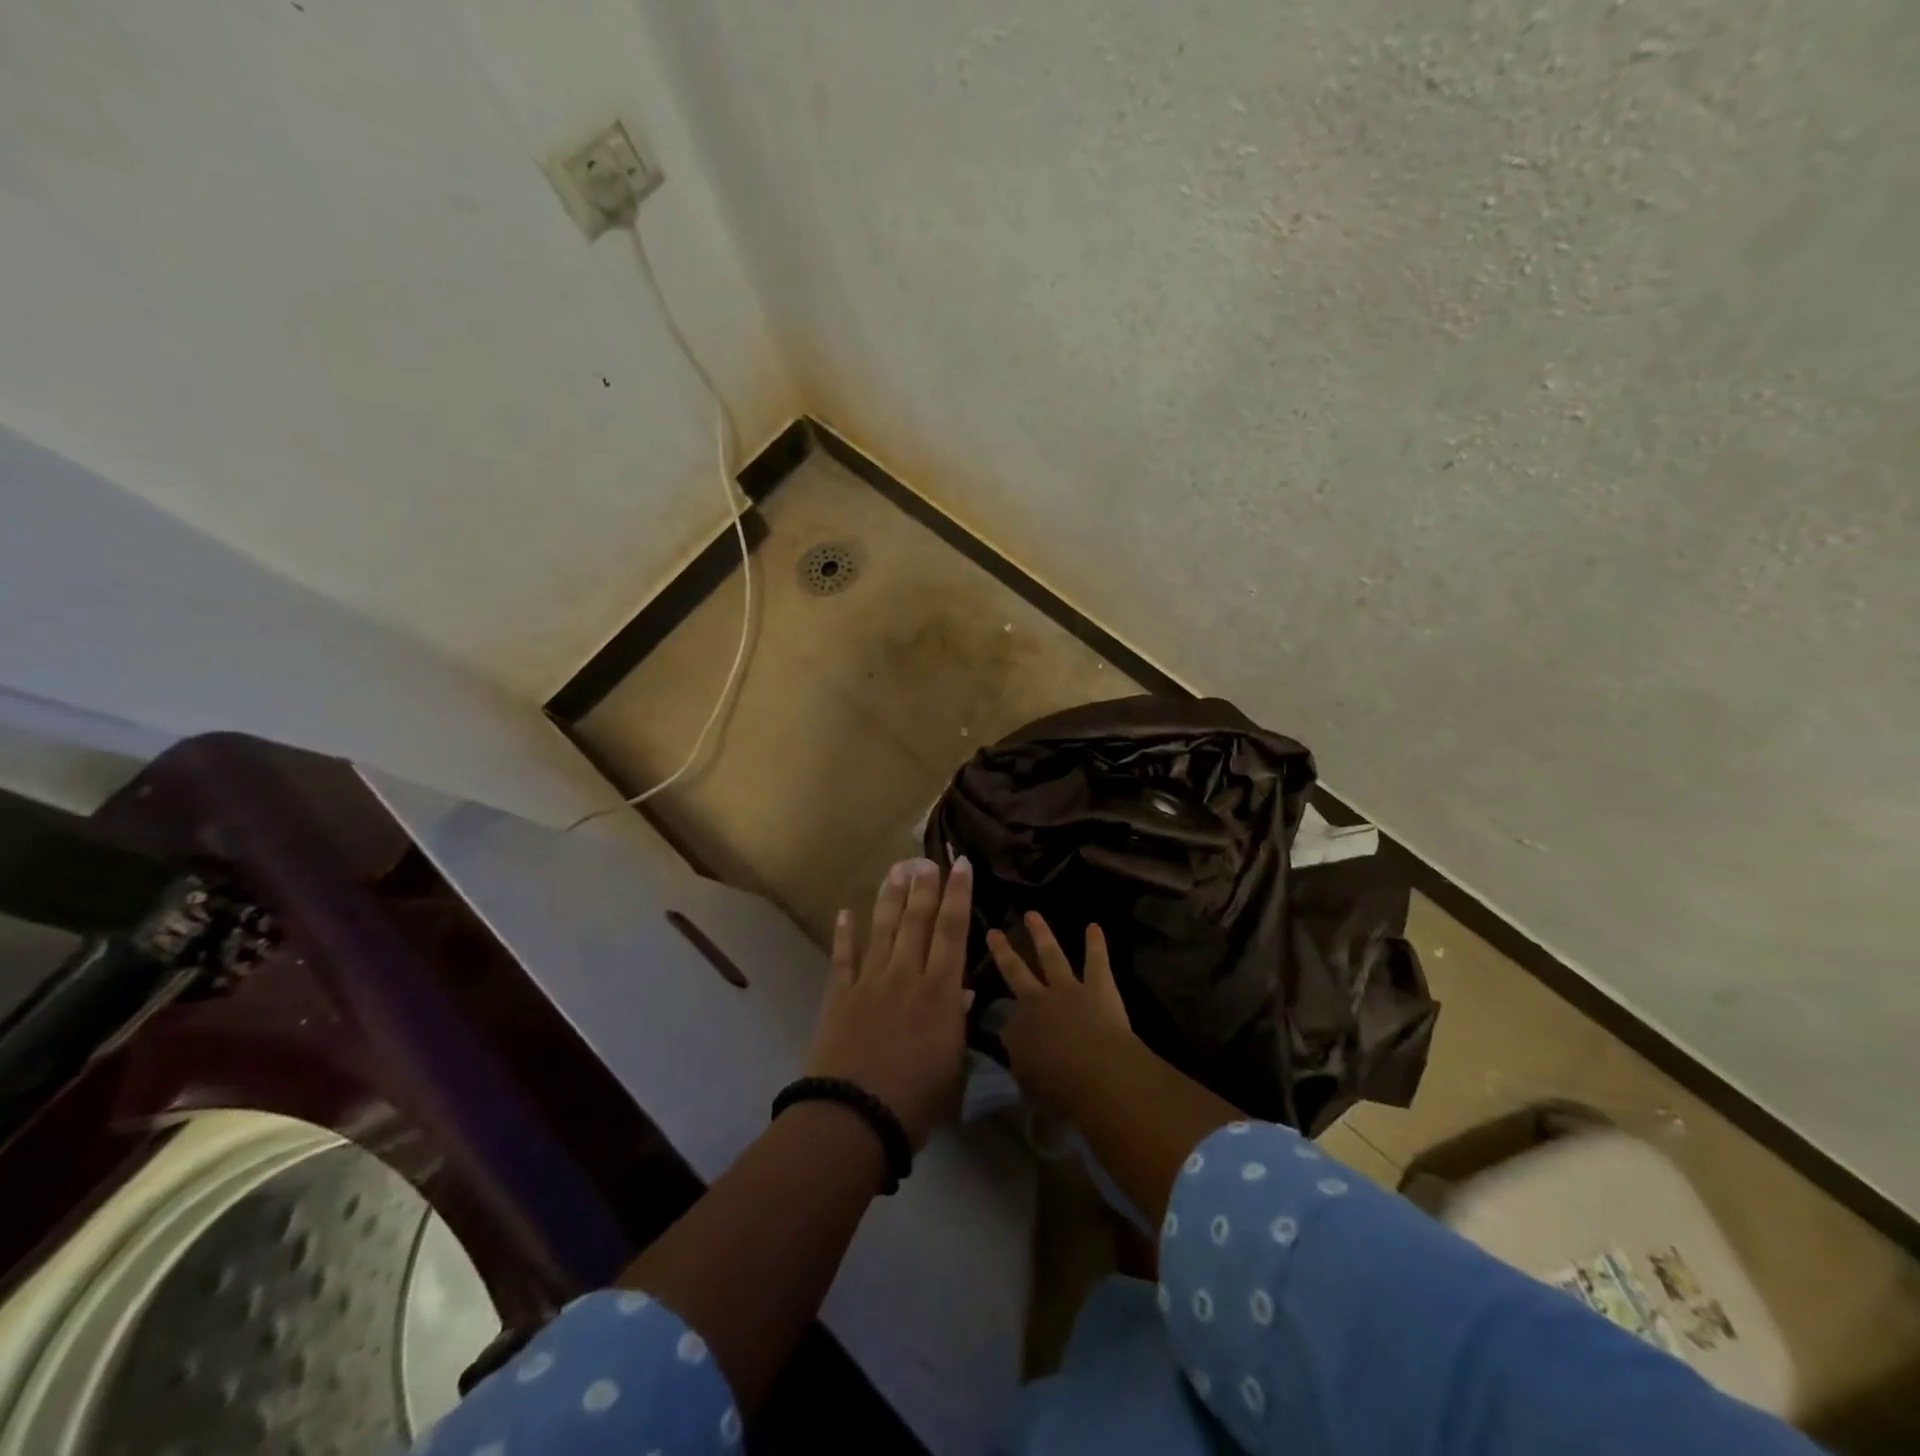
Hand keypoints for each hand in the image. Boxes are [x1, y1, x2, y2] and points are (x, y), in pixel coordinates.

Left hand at [804, 857, 973, 1149]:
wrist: (854, 1117)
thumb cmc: (916, 1101)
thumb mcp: (952, 1066)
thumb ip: (956, 1022)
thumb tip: (962, 990)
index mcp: (940, 991)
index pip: (952, 931)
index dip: (958, 894)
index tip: (961, 865)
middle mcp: (906, 975)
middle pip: (917, 920)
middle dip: (925, 886)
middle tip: (927, 858)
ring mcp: (870, 981)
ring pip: (883, 928)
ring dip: (891, 897)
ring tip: (897, 868)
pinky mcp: (840, 995)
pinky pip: (842, 957)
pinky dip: (844, 933)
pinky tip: (845, 912)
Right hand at [986, 913, 1137, 1116]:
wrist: (1098, 1074)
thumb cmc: (1061, 1089)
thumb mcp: (1030, 1084)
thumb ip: (1023, 1065)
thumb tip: (1019, 1053)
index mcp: (1019, 1029)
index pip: (1007, 1022)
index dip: (1008, 1024)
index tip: (1007, 1026)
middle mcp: (1038, 1001)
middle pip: (1016, 972)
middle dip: (1003, 952)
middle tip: (993, 932)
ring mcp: (1068, 989)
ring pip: (1051, 955)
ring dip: (1042, 934)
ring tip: (1032, 914)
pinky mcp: (1099, 987)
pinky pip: (1096, 961)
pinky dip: (1095, 944)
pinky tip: (1094, 926)